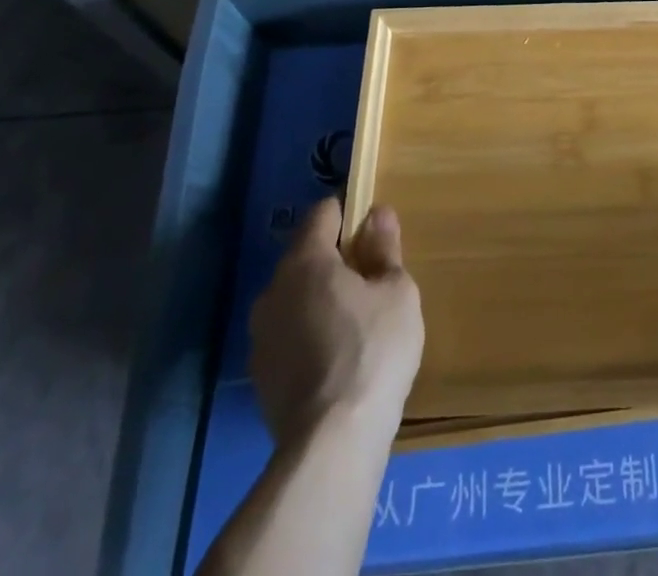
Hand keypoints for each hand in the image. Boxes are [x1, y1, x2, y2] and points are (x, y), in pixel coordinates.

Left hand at [247, 198, 423, 439]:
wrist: (331, 444)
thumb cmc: (373, 350)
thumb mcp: (397, 291)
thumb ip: (384, 248)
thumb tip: (377, 214)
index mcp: (305, 261)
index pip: (322, 214)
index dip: (349, 213)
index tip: (373, 230)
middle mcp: (273, 290)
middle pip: (306, 256)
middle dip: (336, 259)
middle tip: (372, 278)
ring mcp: (261, 336)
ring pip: (295, 298)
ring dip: (320, 298)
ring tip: (356, 320)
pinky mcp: (260, 376)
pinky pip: (289, 334)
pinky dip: (310, 334)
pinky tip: (337, 357)